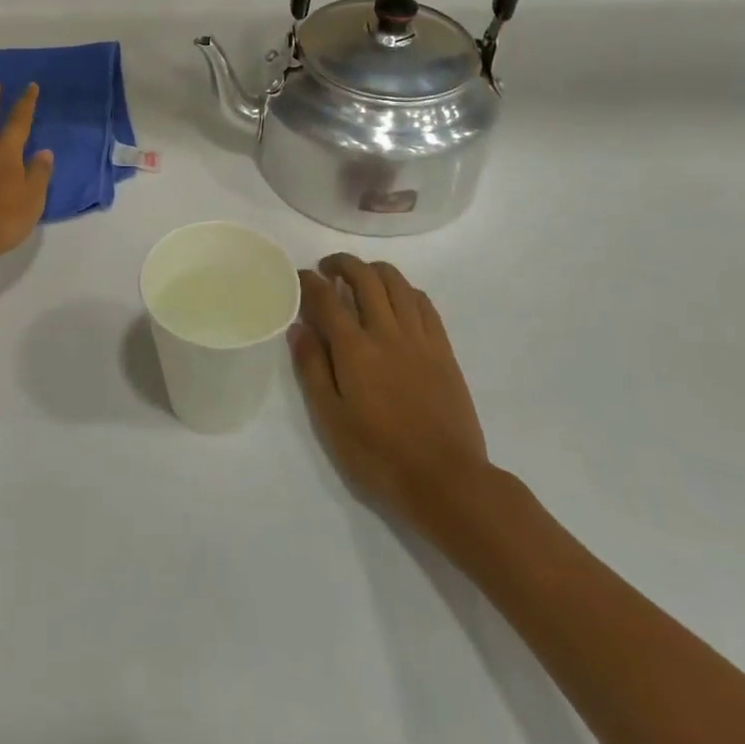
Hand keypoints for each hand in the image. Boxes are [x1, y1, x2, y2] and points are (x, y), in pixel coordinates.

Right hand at [291, 255, 489, 529]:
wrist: (445, 479)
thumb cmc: (378, 455)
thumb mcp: (331, 419)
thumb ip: (312, 368)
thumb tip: (299, 328)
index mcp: (354, 349)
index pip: (326, 298)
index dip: (309, 282)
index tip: (299, 276)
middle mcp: (387, 331)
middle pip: (365, 278)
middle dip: (343, 264)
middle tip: (328, 269)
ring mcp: (419, 337)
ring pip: (397, 283)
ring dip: (374, 270)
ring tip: (361, 276)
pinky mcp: (443, 349)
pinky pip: (424, 303)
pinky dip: (405, 289)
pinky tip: (397, 298)